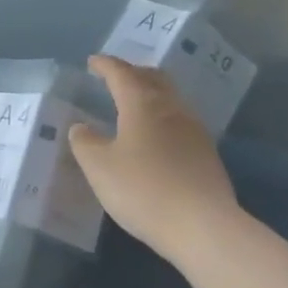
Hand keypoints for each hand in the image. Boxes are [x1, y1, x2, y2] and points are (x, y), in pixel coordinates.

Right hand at [68, 55, 241, 266]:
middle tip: (117, 77)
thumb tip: (81, 127)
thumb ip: (85, 143)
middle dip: (134, 73)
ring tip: (134, 105)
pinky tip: (155, 137)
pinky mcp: (206, 154)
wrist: (202, 225)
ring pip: (170, 99)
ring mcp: (194, 130)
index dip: (106, 65)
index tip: (93, 61)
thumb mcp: (99, 167)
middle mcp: (172, 109)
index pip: (122, 74)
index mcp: (142, 105)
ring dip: (151, 95)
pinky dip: (163, 118)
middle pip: (154, 79)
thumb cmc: (143, 189)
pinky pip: (180, 122)